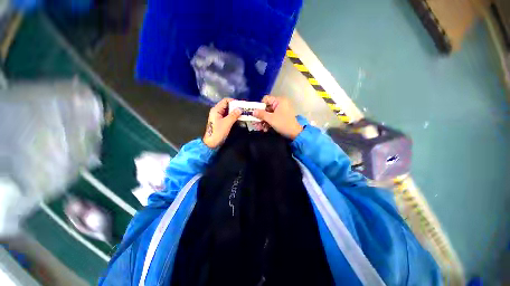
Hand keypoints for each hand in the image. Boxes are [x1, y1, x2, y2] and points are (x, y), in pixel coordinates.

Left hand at [203, 98, 240, 148]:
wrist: (212, 143)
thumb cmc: (218, 132)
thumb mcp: (227, 123)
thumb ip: (233, 115)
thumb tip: (240, 109)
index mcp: (216, 109)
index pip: (225, 101)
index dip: (234, 101)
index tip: (242, 104)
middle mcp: (217, 111)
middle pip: (227, 106)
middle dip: (236, 107)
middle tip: (245, 109)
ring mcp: (219, 117)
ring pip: (229, 111)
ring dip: (235, 112)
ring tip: (244, 113)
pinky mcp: (221, 122)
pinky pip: (228, 116)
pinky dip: (234, 116)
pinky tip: (240, 118)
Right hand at [253, 96, 302, 139]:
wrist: (295, 133)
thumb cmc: (283, 124)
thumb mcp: (271, 119)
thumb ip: (261, 114)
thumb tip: (253, 111)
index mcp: (279, 101)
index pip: (266, 99)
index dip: (260, 105)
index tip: (256, 113)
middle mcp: (280, 104)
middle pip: (267, 107)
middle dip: (261, 116)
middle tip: (255, 122)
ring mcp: (281, 110)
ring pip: (269, 114)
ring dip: (263, 121)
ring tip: (259, 128)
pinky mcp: (281, 117)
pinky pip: (272, 117)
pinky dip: (268, 122)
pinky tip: (264, 128)